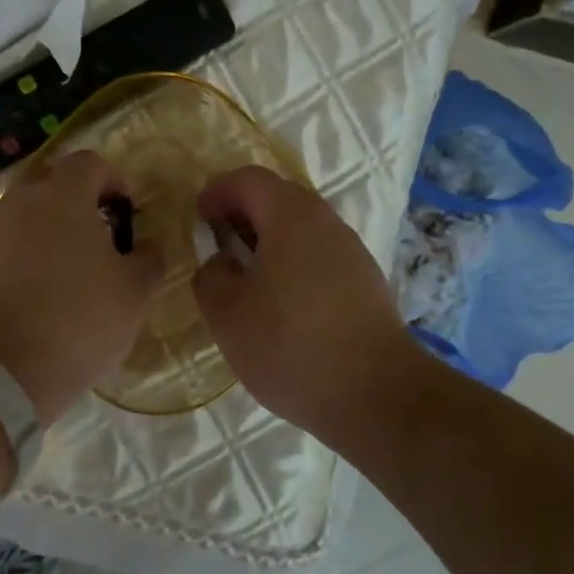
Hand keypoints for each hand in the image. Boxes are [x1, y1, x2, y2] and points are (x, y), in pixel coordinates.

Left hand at [0, 150, 164, 426]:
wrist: (1, 370)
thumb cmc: (79, 320)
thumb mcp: (134, 293)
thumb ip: (149, 259)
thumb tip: (147, 247)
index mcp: (63, 196)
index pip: (90, 163)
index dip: (114, 181)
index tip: (127, 215)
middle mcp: (19, 202)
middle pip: (52, 182)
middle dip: (79, 202)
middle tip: (100, 238)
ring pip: (25, 214)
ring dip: (50, 230)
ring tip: (70, 270)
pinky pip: (6, 244)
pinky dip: (25, 255)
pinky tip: (40, 293)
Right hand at [192, 166, 423, 441]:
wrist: (375, 394)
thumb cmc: (290, 345)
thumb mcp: (227, 314)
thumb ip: (211, 277)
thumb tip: (222, 264)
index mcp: (292, 217)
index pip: (249, 179)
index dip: (217, 191)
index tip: (198, 217)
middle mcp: (328, 224)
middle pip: (280, 199)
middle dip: (244, 213)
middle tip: (218, 244)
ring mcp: (353, 254)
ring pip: (303, 230)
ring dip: (270, 241)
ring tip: (246, 277)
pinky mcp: (366, 284)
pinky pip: (320, 257)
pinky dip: (293, 264)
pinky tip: (282, 304)